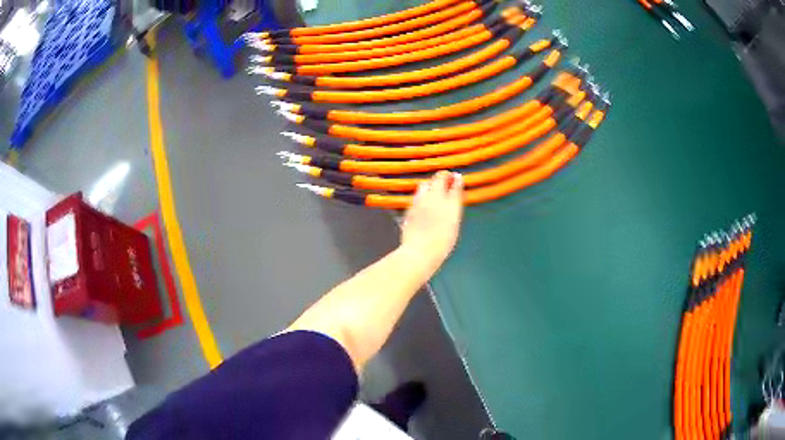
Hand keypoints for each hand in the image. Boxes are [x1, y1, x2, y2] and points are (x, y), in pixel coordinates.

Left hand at [400, 171, 463, 265]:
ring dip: (430, 184)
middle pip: (439, 179)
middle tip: (446, 178)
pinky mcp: (410, 208)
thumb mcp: (453, 227)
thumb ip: (453, 210)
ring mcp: (421, 202)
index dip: (456, 180)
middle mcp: (435, 199)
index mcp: (451, 205)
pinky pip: (416, 196)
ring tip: (433, 189)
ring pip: (425, 184)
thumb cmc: (441, 244)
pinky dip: (421, 196)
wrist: (420, 252)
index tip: (457, 178)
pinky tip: (423, 202)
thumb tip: (452, 201)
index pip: (455, 185)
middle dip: (443, 176)